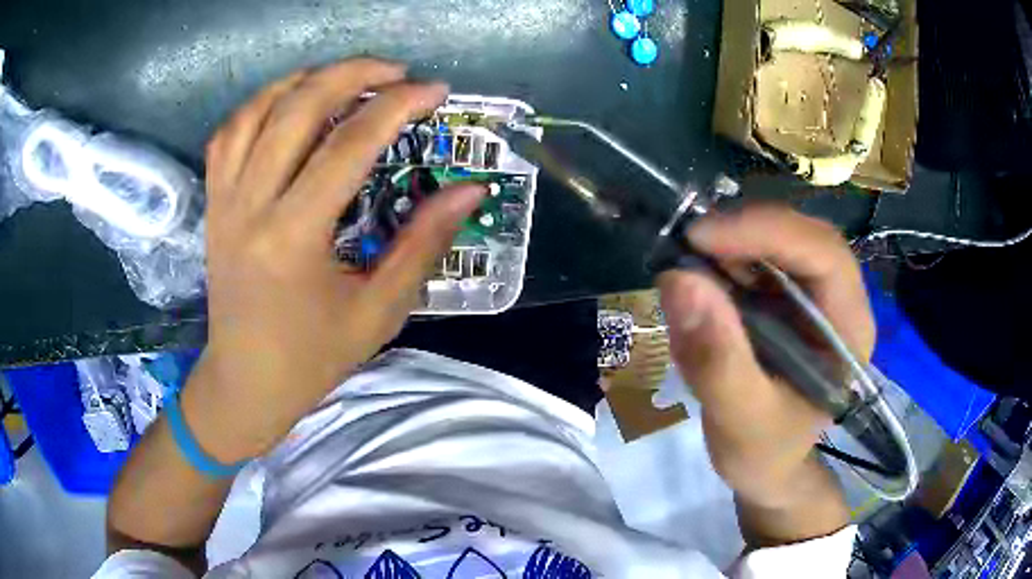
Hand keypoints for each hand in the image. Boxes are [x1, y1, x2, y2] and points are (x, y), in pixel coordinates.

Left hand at [188, 58, 484, 460]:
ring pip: (257, 110)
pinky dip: (261, 104)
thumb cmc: (313, 358)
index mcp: (294, 237)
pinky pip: (228, 134)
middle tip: (395, 71)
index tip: (435, 90)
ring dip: (305, 79)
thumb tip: (471, 190)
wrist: (245, 383)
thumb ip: (425, 243)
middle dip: (353, 73)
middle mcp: (251, 206)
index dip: (398, 106)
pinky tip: (288, 102)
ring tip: (344, 76)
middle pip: (298, 108)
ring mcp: (224, 201)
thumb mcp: (379, 310)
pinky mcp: (213, 204)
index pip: (350, 144)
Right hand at [659, 205, 872, 543]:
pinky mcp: (786, 296)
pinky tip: (701, 282)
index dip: (768, 232)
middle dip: (746, 231)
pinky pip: (757, 257)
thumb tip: (679, 279)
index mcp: (849, 329)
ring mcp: (812, 294)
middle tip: (687, 244)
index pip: (824, 254)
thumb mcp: (739, 421)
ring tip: (689, 267)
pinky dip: (724, 258)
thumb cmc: (764, 453)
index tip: (701, 237)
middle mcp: (838, 300)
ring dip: (731, 242)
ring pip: (778, 238)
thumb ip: (716, 360)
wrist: (766, 466)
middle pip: (802, 234)